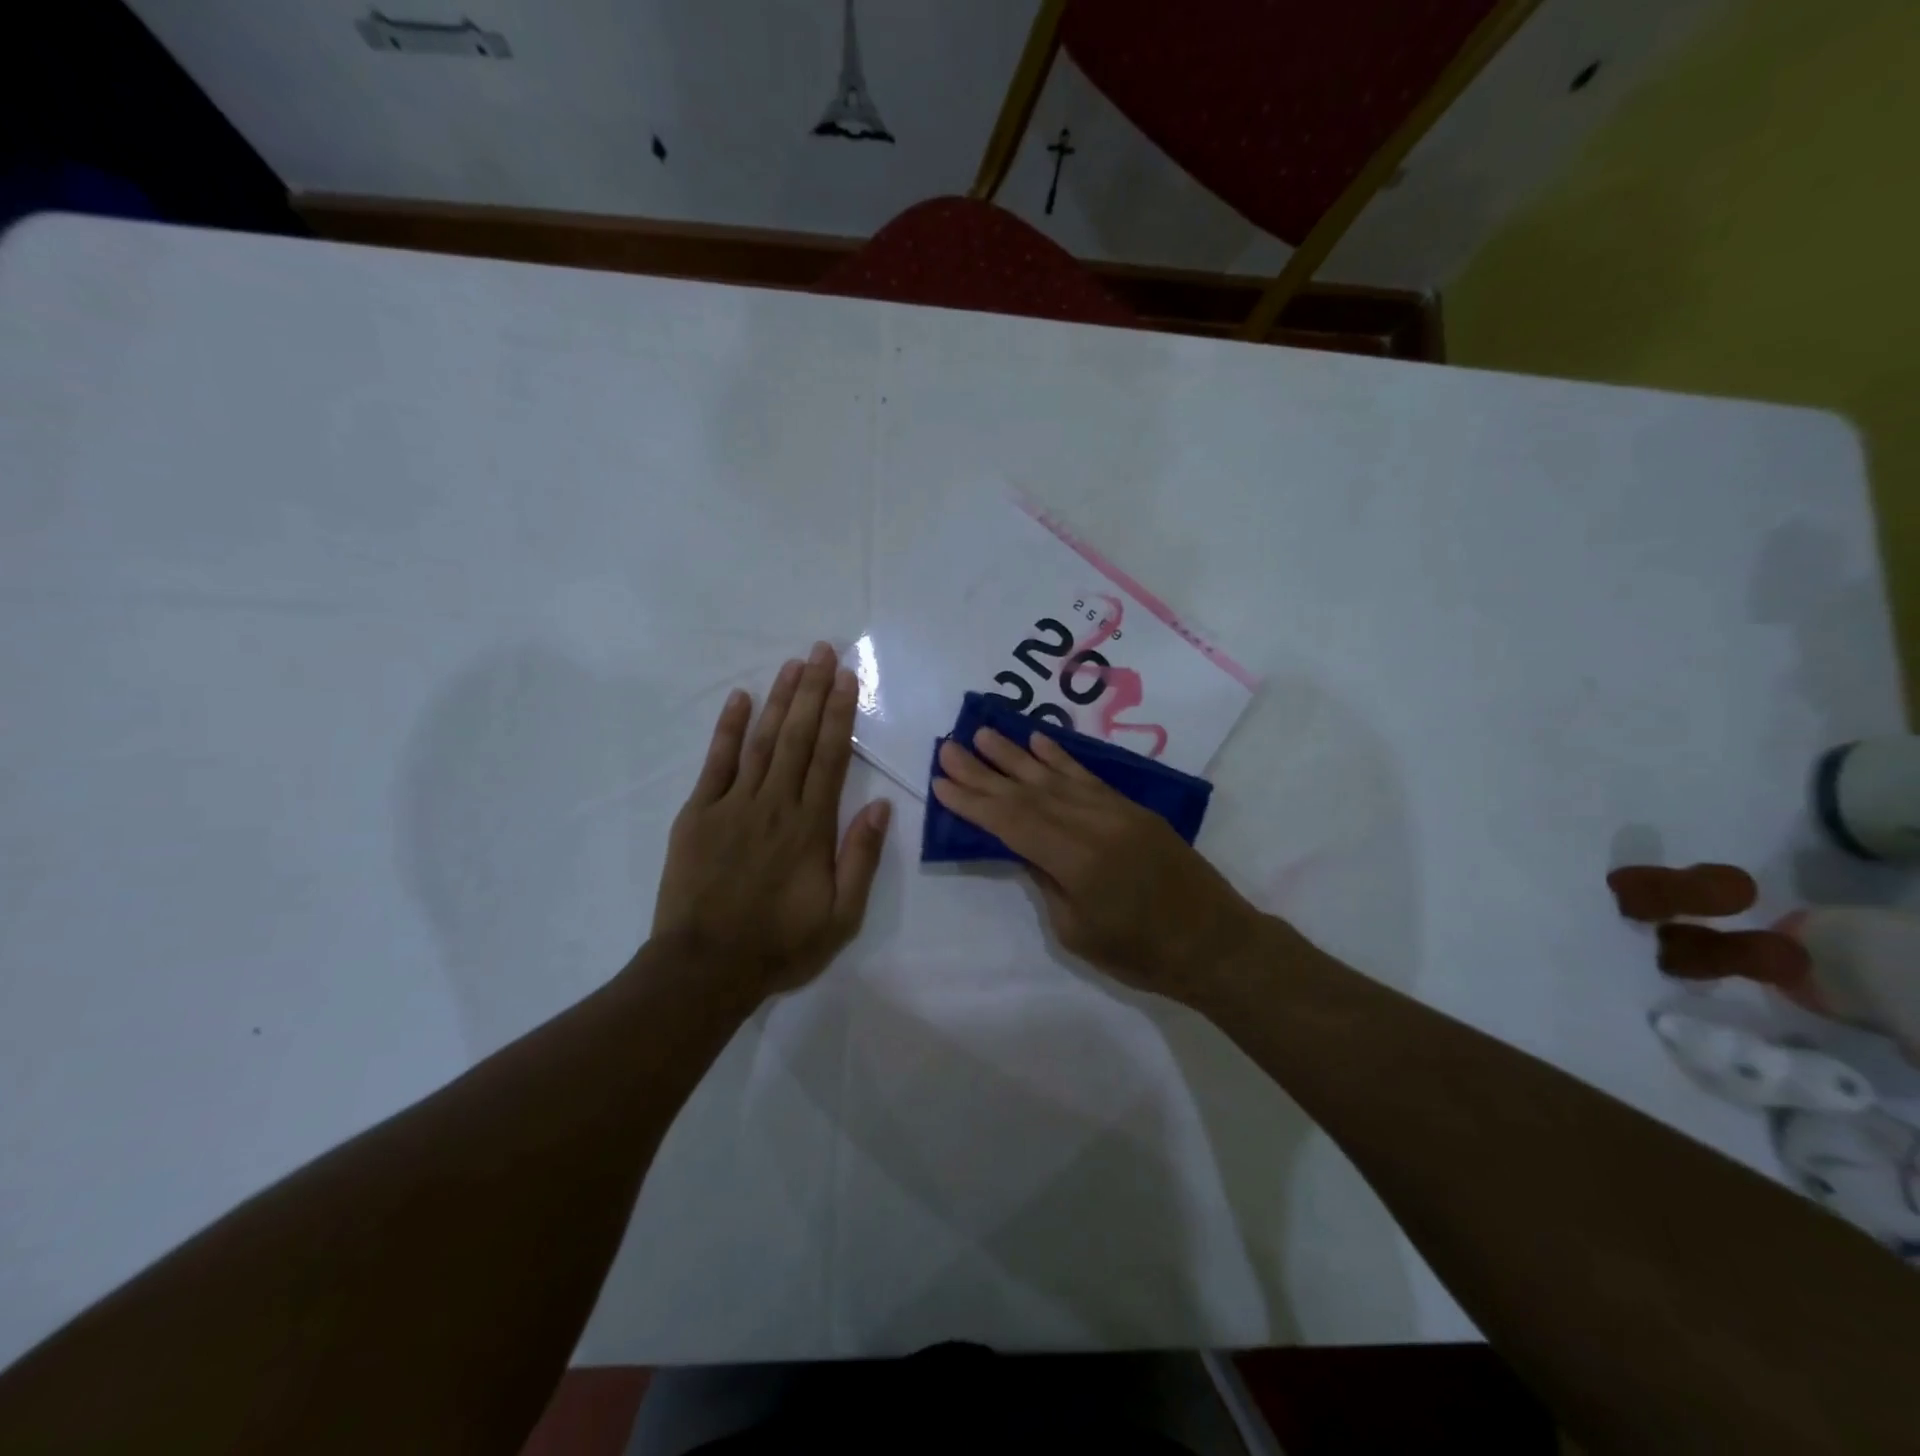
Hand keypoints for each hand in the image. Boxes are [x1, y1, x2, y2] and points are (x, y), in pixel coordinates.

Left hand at [651, 642, 891, 999]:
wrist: (705, 967)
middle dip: (813, 691)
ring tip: (793, 665)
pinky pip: (717, 762)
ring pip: (763, 741)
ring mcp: (733, 805)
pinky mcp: (699, 814)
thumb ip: (860, 858)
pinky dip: (729, 729)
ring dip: (780, 700)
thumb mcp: (841, 916)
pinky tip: (740, 699)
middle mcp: (775, 804)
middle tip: (822, 651)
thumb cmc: (780, 944)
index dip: (841, 714)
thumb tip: (881, 807)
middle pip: (799, 737)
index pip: (831, 757)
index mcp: (811, 826)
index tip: (848, 678)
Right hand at [931, 728, 1265, 1000]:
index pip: (1012, 822)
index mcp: (1077, 860)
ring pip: (1055, 777)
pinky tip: (1038, 742)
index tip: (941, 781)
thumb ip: (1045, 880)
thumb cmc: (1141, 954)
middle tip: (949, 747)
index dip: (973, 802)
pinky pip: (1088, 777)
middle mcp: (1094, 824)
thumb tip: (1023, 846)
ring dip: (1015, 755)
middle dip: (983, 771)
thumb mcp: (1077, 931)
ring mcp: (1117, 811)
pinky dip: (1060, 758)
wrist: (1215, 943)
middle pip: (1027, 792)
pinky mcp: (1133, 809)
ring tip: (983, 734)